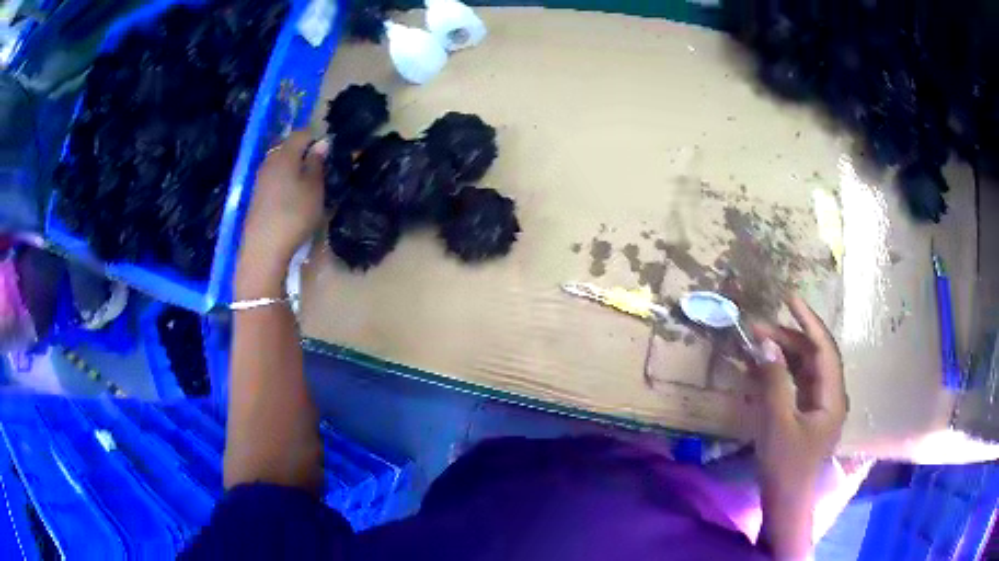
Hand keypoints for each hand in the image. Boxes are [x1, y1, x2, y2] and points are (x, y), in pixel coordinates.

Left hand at [240, 131, 327, 271]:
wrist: (263, 250)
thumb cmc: (294, 215)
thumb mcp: (314, 189)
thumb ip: (317, 163)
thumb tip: (321, 143)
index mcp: (285, 155)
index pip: (301, 134)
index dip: (315, 137)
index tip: (329, 150)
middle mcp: (269, 162)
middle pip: (287, 148)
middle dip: (303, 152)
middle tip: (319, 168)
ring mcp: (259, 180)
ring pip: (279, 164)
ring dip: (293, 169)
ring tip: (307, 185)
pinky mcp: (255, 198)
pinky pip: (273, 180)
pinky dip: (284, 182)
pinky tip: (291, 199)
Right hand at [751, 296, 845, 558]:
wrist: (785, 502)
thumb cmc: (785, 466)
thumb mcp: (777, 423)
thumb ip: (774, 382)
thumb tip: (766, 344)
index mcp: (833, 397)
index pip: (823, 349)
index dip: (808, 322)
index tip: (789, 299)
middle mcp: (831, 396)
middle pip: (813, 356)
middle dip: (788, 338)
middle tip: (758, 328)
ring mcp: (820, 406)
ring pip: (804, 369)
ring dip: (783, 354)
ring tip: (757, 342)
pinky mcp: (807, 415)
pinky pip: (797, 384)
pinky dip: (781, 373)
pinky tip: (763, 367)